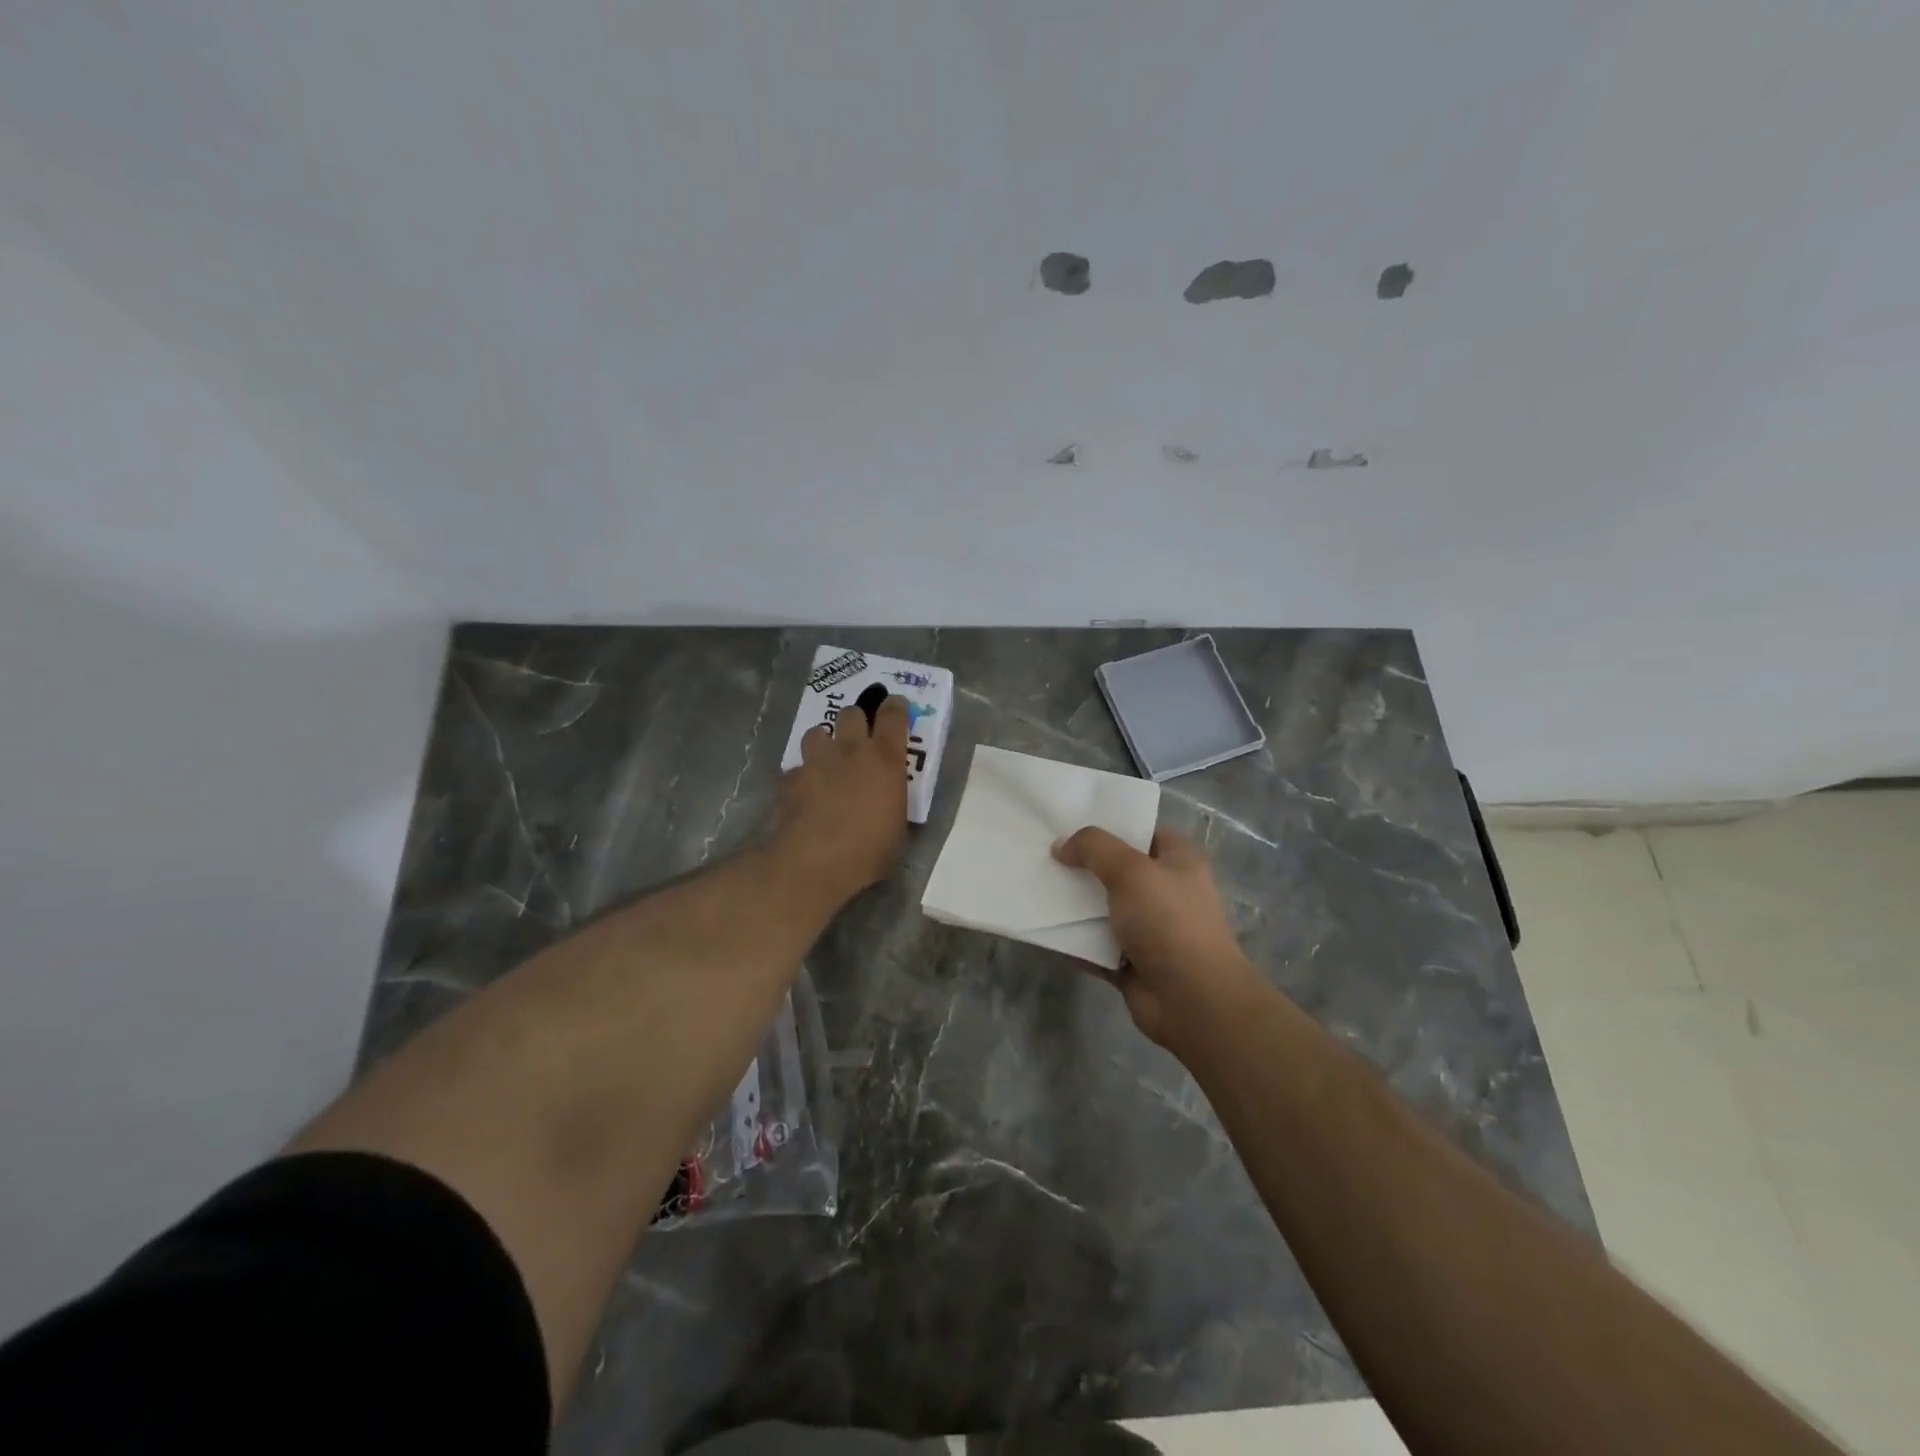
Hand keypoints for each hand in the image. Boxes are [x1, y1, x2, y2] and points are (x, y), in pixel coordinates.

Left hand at [773, 693, 910, 902]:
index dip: (895, 707)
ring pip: (816, 733)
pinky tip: (803, 794)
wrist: (817, 860)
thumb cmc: (870, 849)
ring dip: (823, 743)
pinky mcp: (791, 779)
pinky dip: (801, 777)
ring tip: (825, 761)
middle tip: (858, 737)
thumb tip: (889, 806)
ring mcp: (817, 762)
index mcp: (886, 759)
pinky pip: (797, 768)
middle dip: (855, 720)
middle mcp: (852, 751)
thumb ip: (893, 805)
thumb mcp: (898, 828)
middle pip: (851, 713)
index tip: (895, 706)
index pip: (893, 716)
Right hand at [1052, 825, 1260, 1049]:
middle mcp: (1165, 890)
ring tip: (1034, 884)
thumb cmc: (1168, 922)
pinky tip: (1041, 925)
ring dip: (1073, 902)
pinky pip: (1093, 943)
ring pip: (1101, 907)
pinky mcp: (1129, 961)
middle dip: (1081, 863)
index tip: (1067, 821)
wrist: (1192, 1000)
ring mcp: (1147, 928)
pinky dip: (1072, 938)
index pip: (1141, 830)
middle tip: (1041, 852)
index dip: (1107, 824)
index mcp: (1178, 860)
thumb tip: (1060, 846)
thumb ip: (1093, 849)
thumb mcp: (1131, 871)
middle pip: (1116, 868)